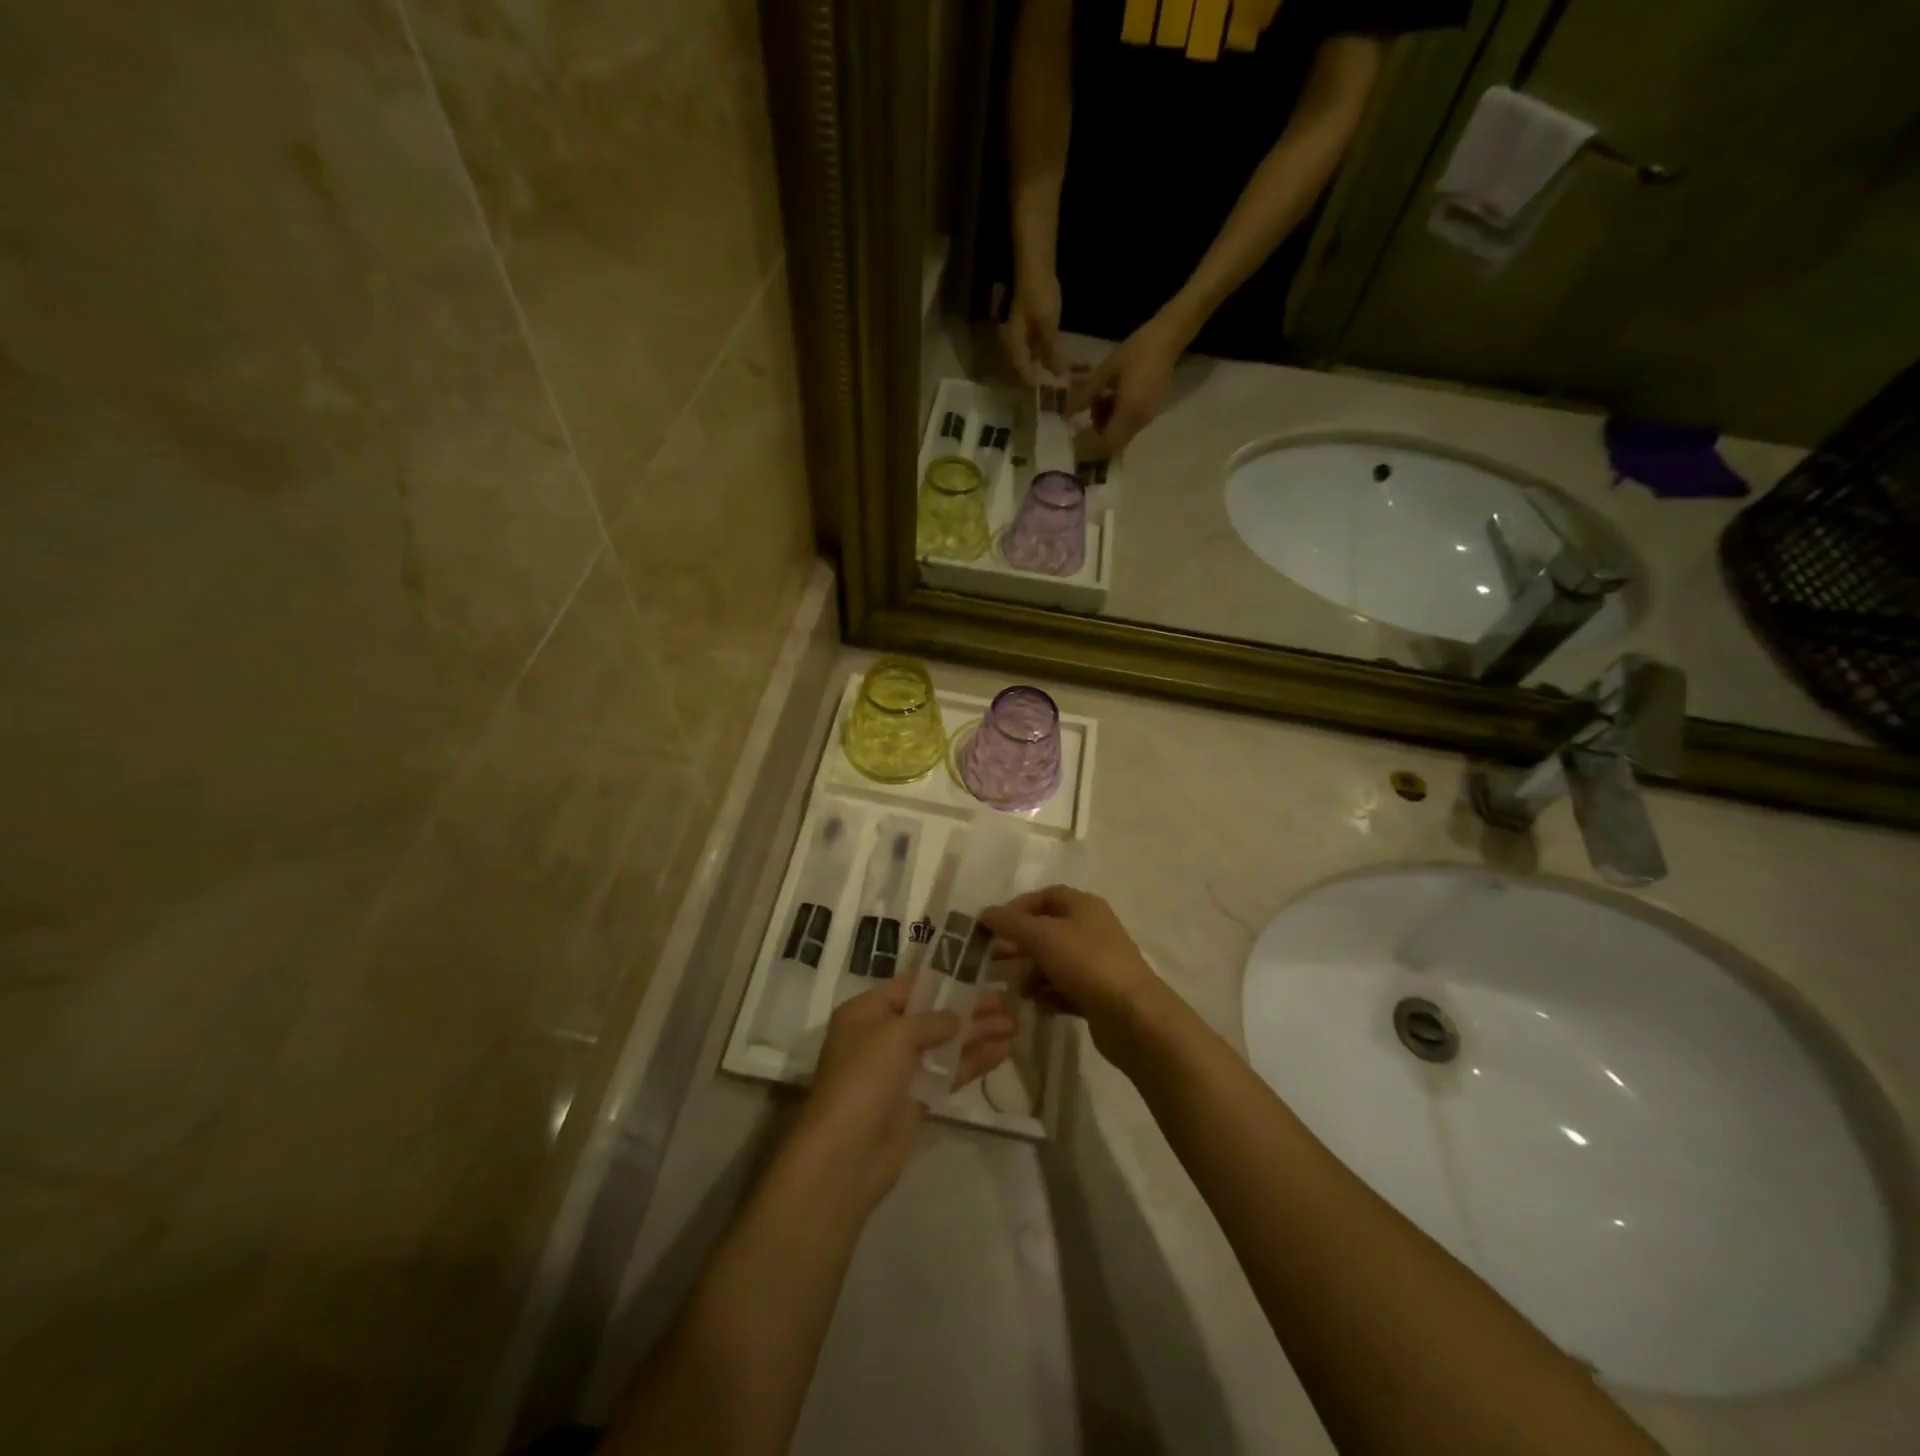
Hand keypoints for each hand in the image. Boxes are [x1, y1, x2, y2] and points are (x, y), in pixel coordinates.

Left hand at [794, 977, 1017, 1208]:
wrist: (847, 1154)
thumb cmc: (865, 1078)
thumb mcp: (896, 1035)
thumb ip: (932, 1020)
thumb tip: (957, 1018)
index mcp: (865, 1013)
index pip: (909, 987)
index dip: (943, 980)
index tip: (977, 973)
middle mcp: (882, 1036)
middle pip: (932, 1015)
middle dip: (968, 1008)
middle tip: (1007, 1000)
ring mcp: (900, 1070)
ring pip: (945, 1045)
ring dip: (977, 1034)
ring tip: (1015, 1024)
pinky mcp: (917, 1100)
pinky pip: (949, 1073)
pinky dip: (974, 1062)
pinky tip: (1003, 1052)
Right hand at [980, 886, 1167, 1059]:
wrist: (1133, 1016)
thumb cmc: (1086, 963)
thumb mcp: (1042, 936)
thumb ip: (1010, 923)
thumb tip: (986, 913)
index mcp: (1083, 906)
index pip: (1045, 896)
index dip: (1017, 908)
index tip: (993, 927)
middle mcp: (1092, 929)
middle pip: (1047, 930)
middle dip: (1020, 944)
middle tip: (994, 960)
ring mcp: (1097, 963)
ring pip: (1054, 962)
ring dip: (1031, 973)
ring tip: (1015, 989)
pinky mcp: (1098, 994)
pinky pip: (1065, 988)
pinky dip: (1048, 994)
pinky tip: (1036, 1006)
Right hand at [1003, 270, 1063, 385]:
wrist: (1037, 266)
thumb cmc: (1038, 294)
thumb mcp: (1047, 324)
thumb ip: (1052, 350)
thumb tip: (1059, 375)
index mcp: (1015, 344)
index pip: (1022, 372)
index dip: (1035, 385)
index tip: (1048, 397)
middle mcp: (1017, 344)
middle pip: (1028, 368)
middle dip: (1043, 379)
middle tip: (1059, 393)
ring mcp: (1026, 337)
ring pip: (1037, 359)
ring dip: (1050, 367)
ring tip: (1066, 378)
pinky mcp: (1036, 330)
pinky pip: (1043, 349)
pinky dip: (1053, 356)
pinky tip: (1065, 363)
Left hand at [1068, 316, 1182, 456]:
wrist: (1168, 338)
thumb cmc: (1136, 351)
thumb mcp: (1106, 371)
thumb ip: (1087, 395)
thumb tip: (1068, 414)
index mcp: (1129, 413)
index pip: (1107, 444)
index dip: (1090, 446)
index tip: (1076, 438)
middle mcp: (1140, 421)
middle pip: (1114, 442)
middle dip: (1097, 434)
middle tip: (1086, 416)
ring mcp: (1147, 416)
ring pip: (1121, 433)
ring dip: (1106, 422)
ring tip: (1099, 398)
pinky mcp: (1151, 410)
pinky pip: (1129, 423)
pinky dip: (1116, 416)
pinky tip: (1112, 395)